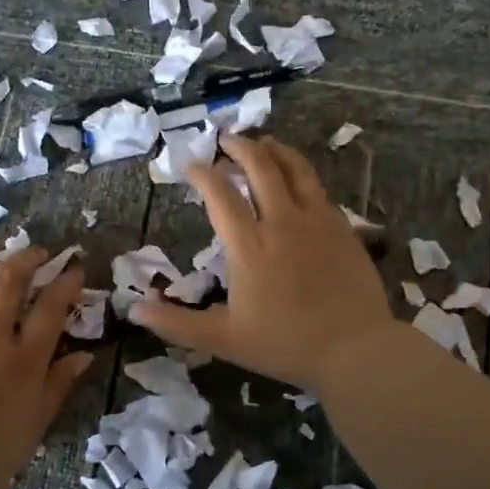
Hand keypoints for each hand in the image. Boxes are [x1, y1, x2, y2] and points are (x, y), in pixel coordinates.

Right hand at [132, 134, 397, 389]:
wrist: (355, 350)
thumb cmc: (285, 345)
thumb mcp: (223, 340)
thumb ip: (176, 323)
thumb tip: (133, 310)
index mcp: (249, 245)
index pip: (220, 195)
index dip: (203, 174)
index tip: (190, 164)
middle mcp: (282, 222)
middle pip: (260, 167)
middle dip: (239, 147)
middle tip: (225, 138)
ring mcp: (317, 221)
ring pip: (295, 169)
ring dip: (274, 150)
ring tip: (262, 142)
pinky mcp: (343, 227)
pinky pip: (318, 188)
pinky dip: (302, 173)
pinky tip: (298, 178)